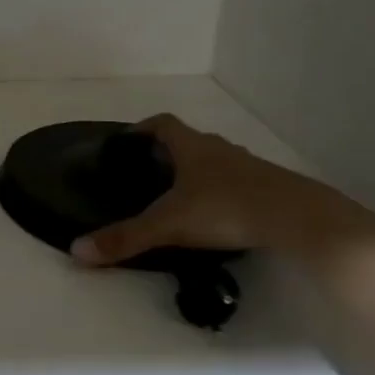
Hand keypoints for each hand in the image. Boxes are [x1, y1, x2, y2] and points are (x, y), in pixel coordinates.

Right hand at [71, 113, 360, 264]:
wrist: (297, 218)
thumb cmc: (225, 209)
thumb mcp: (169, 226)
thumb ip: (125, 238)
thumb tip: (77, 251)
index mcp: (192, 147)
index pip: (162, 124)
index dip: (143, 129)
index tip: (127, 140)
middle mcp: (219, 149)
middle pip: (189, 141)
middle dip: (168, 153)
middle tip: (149, 173)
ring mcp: (249, 167)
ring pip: (216, 162)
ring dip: (198, 173)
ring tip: (182, 197)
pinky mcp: (270, 188)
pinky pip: (238, 182)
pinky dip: (223, 192)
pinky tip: (219, 217)